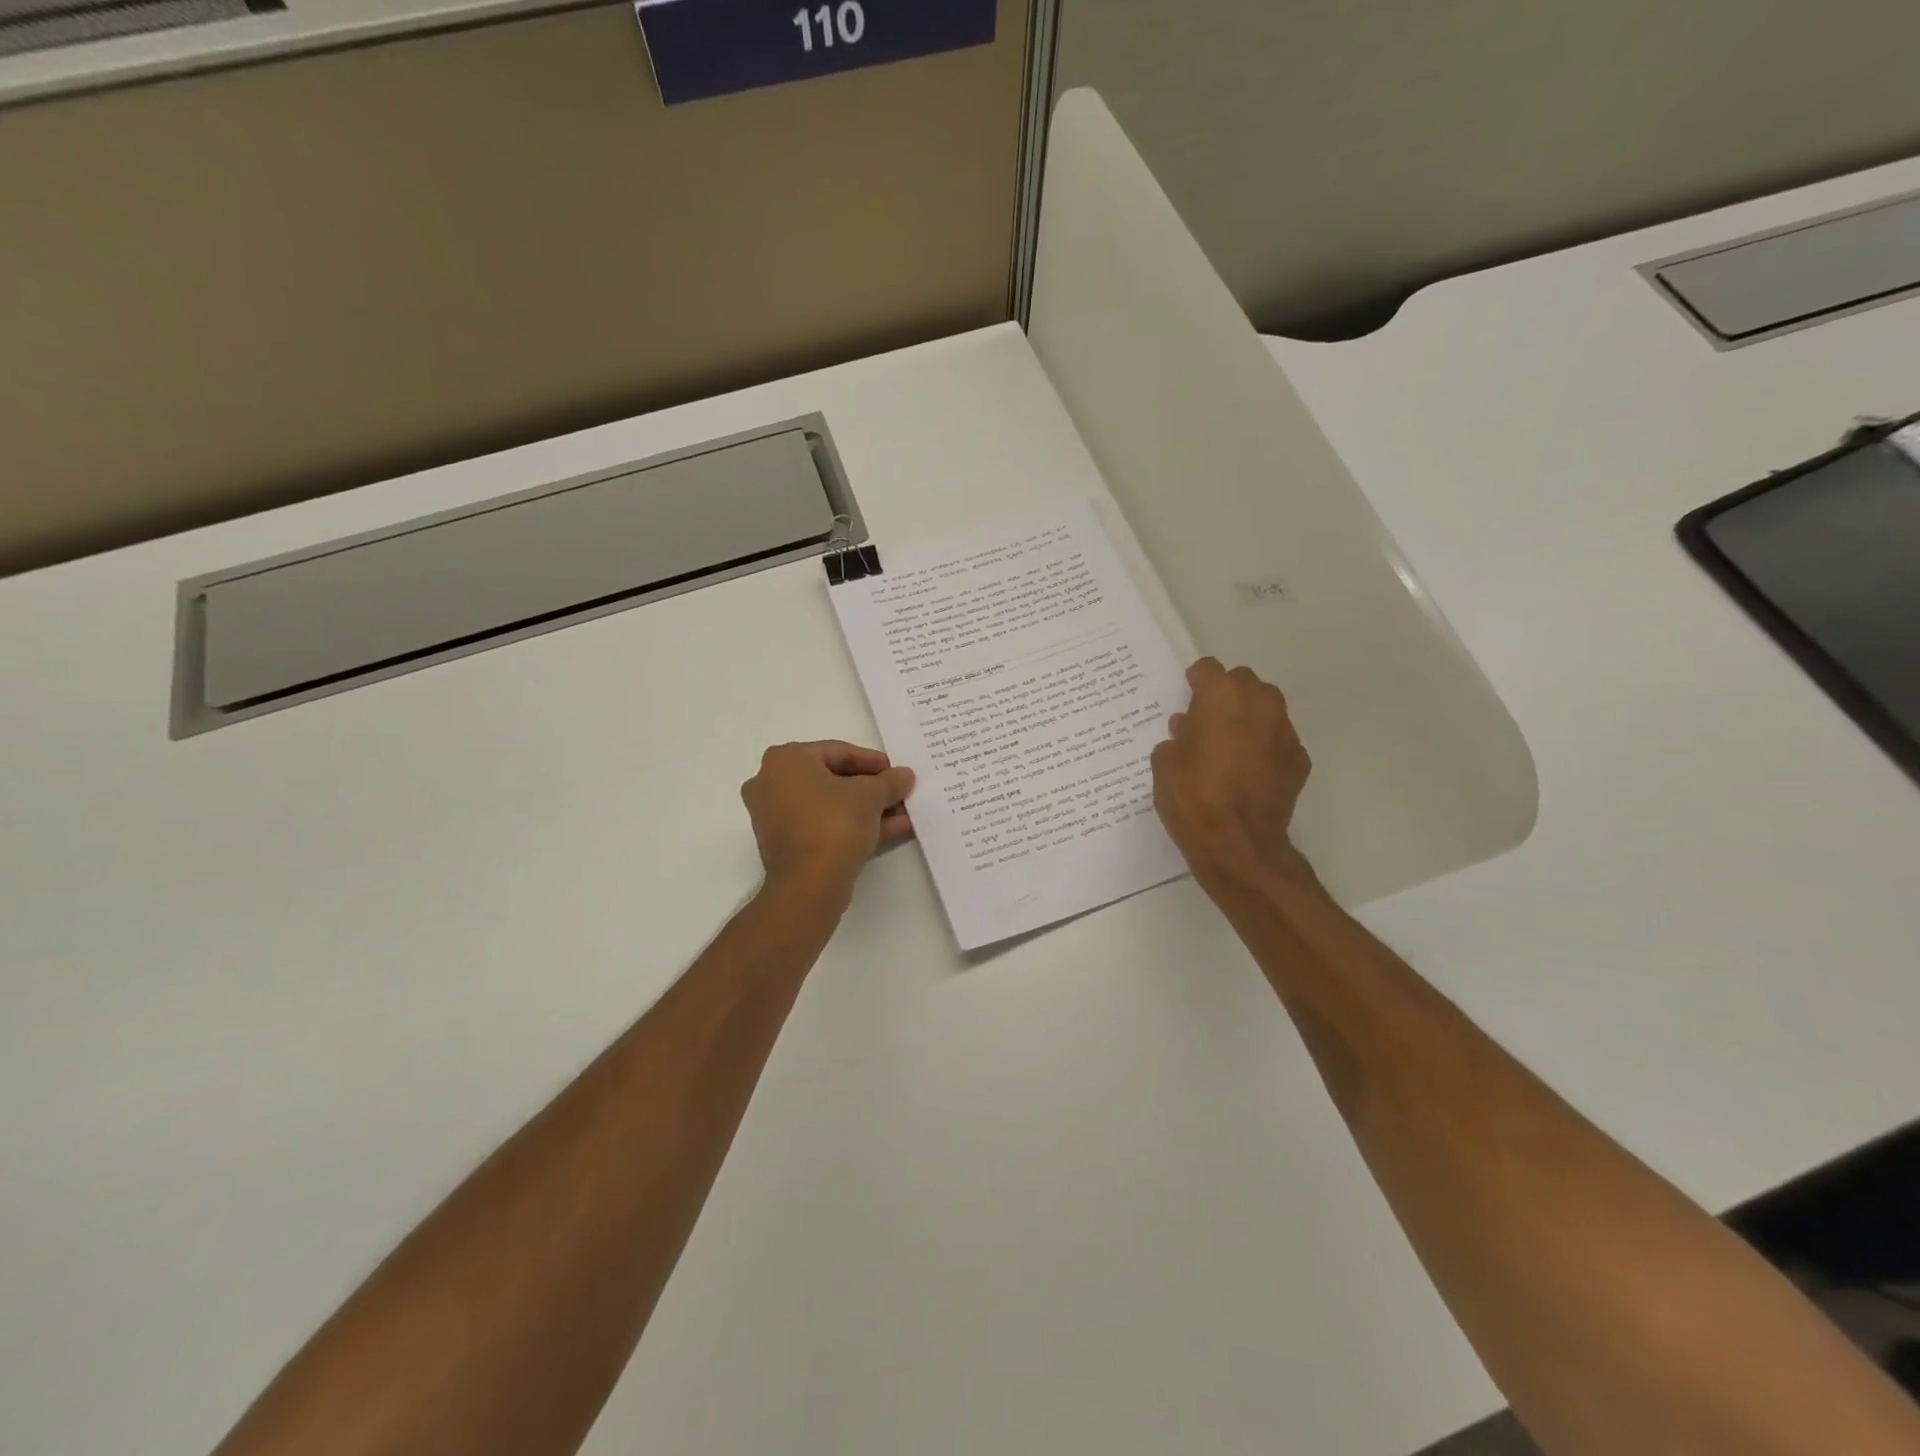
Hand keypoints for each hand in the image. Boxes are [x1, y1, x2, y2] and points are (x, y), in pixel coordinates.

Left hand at [741, 741, 915, 898]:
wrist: (809, 883)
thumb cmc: (834, 823)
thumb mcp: (871, 795)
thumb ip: (889, 781)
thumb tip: (904, 775)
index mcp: (785, 760)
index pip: (837, 752)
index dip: (873, 761)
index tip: (896, 771)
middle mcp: (771, 783)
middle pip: (832, 780)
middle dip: (871, 789)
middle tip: (898, 792)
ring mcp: (775, 817)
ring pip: (830, 806)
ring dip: (867, 809)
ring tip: (902, 814)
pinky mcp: (785, 845)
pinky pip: (823, 826)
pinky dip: (852, 826)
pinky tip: (890, 830)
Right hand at [1151, 659, 1315, 894]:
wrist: (1237, 844)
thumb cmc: (1192, 796)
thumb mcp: (1165, 763)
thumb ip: (1177, 738)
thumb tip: (1188, 731)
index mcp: (1222, 695)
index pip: (1208, 669)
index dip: (1195, 682)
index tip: (1187, 697)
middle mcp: (1260, 703)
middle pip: (1243, 683)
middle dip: (1226, 696)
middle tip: (1207, 722)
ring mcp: (1285, 732)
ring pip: (1266, 710)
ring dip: (1248, 720)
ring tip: (1229, 747)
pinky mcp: (1300, 760)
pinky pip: (1278, 742)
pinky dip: (1265, 749)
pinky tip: (1249, 773)